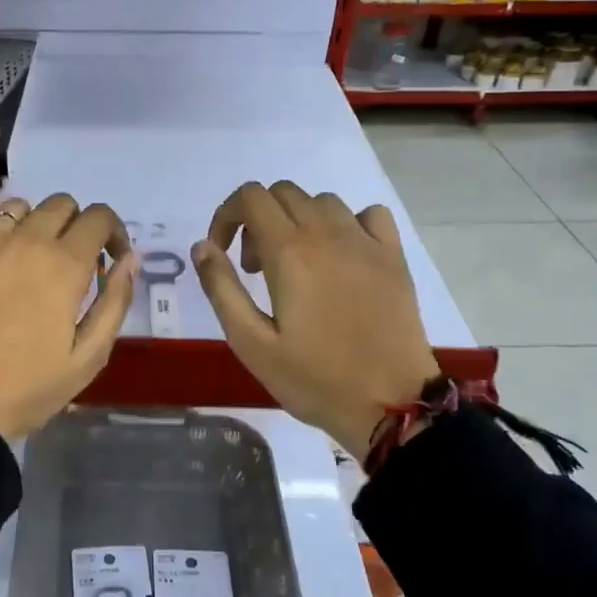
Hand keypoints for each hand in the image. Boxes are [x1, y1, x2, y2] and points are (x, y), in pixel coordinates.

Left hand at [0, 194, 136, 440]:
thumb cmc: (27, 389)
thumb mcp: (89, 357)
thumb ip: (115, 301)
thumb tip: (130, 258)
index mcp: (64, 265)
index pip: (99, 217)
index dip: (113, 232)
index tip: (110, 259)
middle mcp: (24, 241)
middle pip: (60, 203)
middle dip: (76, 224)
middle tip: (71, 262)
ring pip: (17, 208)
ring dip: (33, 226)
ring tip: (28, 261)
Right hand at [191, 181, 440, 456]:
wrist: (390, 403)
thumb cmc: (313, 378)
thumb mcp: (251, 343)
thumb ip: (222, 288)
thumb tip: (203, 245)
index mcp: (290, 252)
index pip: (250, 197)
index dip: (226, 216)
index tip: (222, 252)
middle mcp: (328, 234)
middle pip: (283, 193)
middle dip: (257, 220)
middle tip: (256, 269)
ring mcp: (366, 242)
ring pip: (322, 202)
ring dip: (298, 221)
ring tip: (296, 266)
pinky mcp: (394, 257)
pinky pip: (368, 215)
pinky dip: (346, 224)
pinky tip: (341, 257)